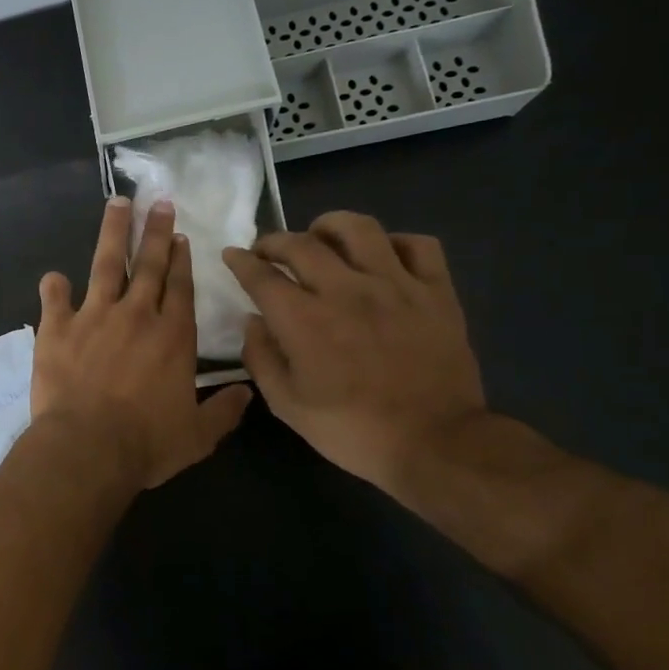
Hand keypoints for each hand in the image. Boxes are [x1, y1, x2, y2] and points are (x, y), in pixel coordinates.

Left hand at [33, 198, 252, 488]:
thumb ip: (224, 411)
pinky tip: (53, 277)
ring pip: (105, 264)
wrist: (87, 447)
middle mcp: (136, 315)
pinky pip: (54, 298)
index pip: (180, 287)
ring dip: (113, 233)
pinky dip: (53, 286)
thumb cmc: (146, 444)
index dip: (182, 260)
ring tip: (117, 204)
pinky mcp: (56, 328)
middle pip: (149, 264)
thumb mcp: (198, 435)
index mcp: (173, 336)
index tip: (181, 237)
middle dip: (155, 231)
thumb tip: (248, 392)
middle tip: (158, 203)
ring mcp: (93, 316)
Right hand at [221, 212, 486, 494]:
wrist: (435, 443)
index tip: (232, 255)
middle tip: (266, 251)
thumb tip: (253, 320)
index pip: (261, 275)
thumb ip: (261, 357)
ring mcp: (396, 286)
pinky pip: (418, 245)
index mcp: (304, 320)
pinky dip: (393, 243)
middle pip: (301, 243)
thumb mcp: (286, 404)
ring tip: (321, 238)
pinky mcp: (436, 292)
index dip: (240, 261)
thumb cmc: (352, 429)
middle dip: (274, 241)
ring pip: (359, 228)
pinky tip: (381, 257)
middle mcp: (346, 290)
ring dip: (329, 226)